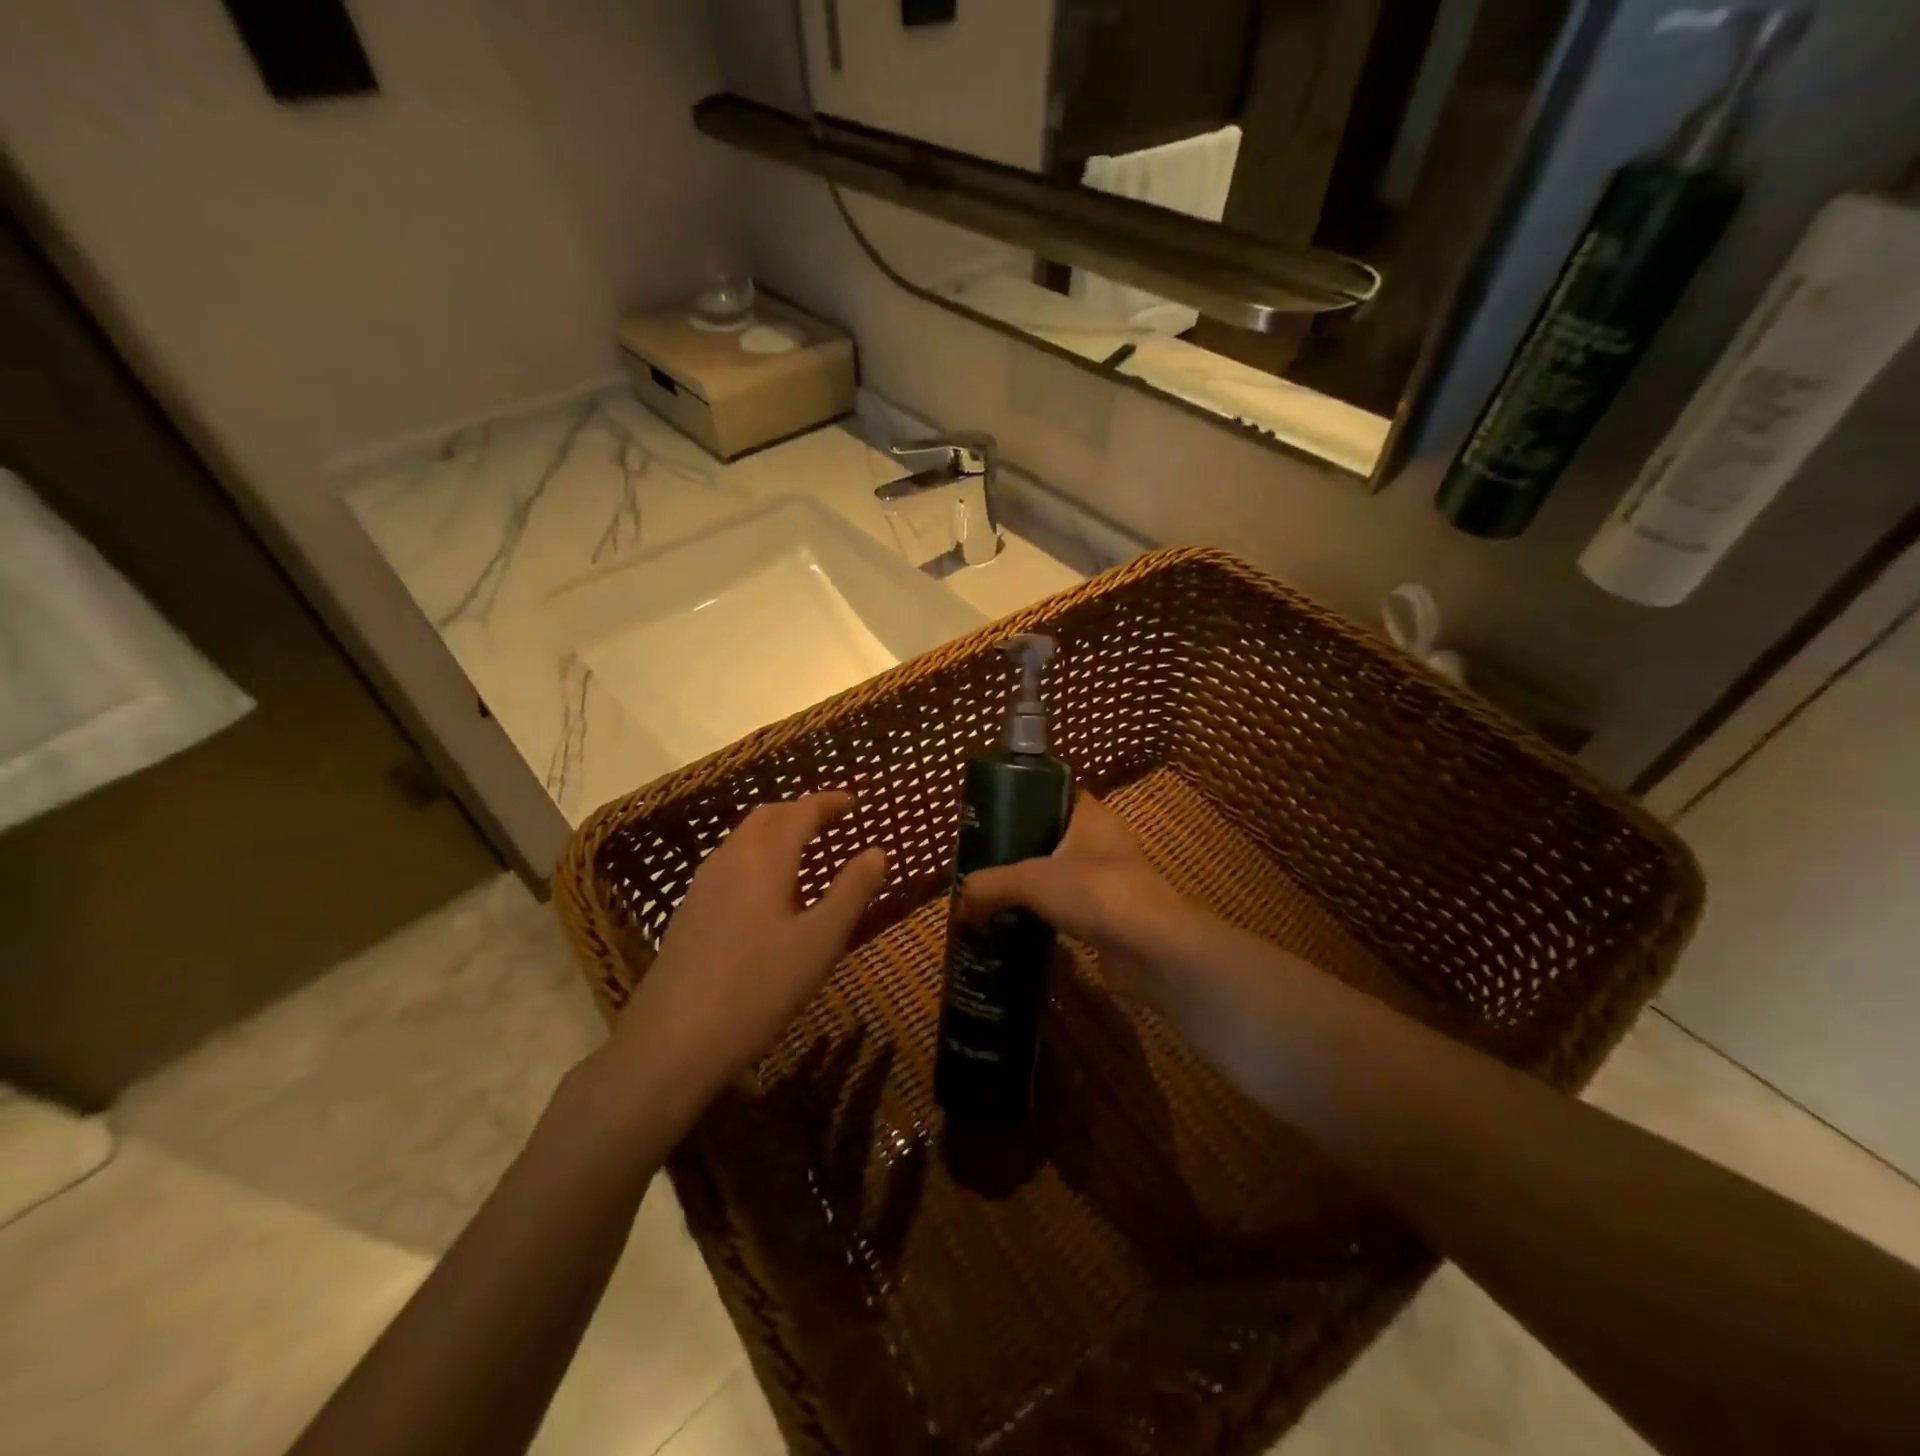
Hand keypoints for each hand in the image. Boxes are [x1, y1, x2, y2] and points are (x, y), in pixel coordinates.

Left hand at [605, 792, 886, 1108]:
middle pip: (767, 816)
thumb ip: (852, 891)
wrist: (673, 1040)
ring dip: (776, 832)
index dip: (829, 802)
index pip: (801, 811)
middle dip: (800, 811)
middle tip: (831, 820)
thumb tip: (878, 851)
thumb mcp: (821, 941)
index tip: (854, 802)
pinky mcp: (688, 911)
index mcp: (765, 857)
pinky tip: (766, 890)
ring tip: (803, 849)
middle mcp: (730, 858)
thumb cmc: (759, 986)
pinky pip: (729, 863)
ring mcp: (703, 885)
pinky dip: (756, 856)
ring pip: (743, 838)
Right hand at [959, 793, 1198, 1006]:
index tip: (988, 816)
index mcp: (1090, 816)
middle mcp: (1103, 842)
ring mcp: (1110, 881)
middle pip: (1051, 837)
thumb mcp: (1031, 881)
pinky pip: (1069, 909)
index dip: (1021, 799)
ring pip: (1059, 875)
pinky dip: (1045, 916)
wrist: (1153, 950)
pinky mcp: (1110, 917)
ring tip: (992, 896)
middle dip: (1017, 850)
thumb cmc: (1096, 893)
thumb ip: (989, 886)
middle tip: (981, 862)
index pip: (1053, 794)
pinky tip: (1017, 926)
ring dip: (1031, 887)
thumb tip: (960, 903)